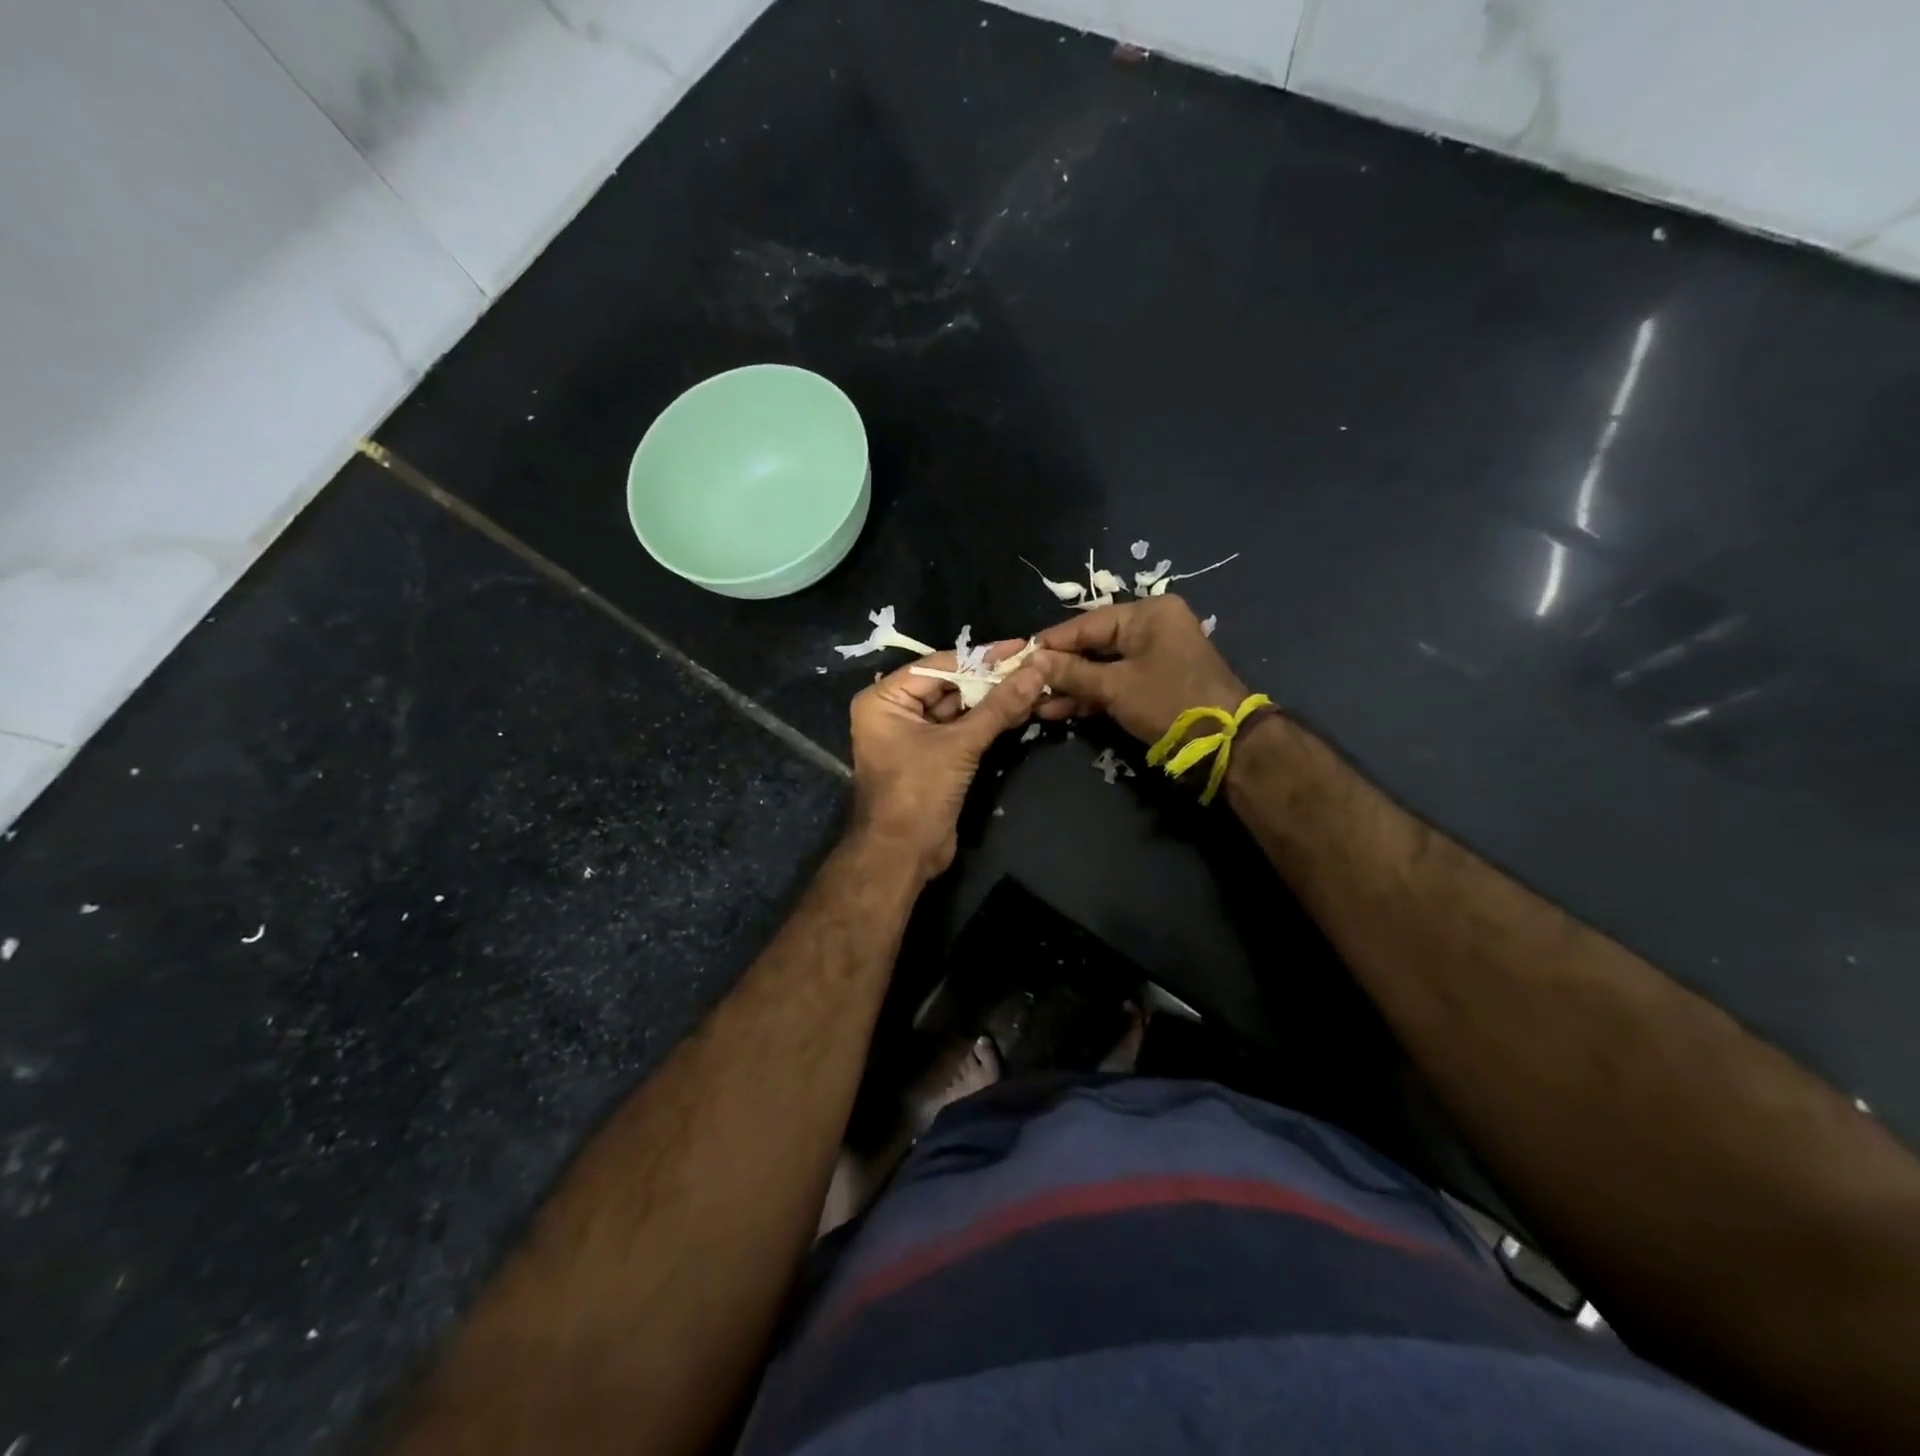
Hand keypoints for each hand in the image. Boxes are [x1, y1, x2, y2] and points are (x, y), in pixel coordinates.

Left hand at [848, 642, 1046, 881]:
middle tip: (1033, 663)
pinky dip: (988, 721)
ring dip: (994, 699)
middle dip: (990, 678)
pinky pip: (962, 730)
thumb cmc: (918, 793)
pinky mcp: (933, 756)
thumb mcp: (959, 745)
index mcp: (884, 700)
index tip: (1020, 646)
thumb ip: (998, 707)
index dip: (981, 658)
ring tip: (1035, 682)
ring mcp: (914, 735)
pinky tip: (1021, 708)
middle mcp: (895, 711)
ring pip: (959, 708)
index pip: (938, 666)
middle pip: (949, 685)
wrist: (902, 856)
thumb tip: (1036, 669)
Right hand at [1033, 596, 1248, 744]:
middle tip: (1025, 684)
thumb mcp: (1115, 686)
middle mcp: (1151, 627)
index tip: (1020, 658)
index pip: (1086, 624)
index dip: (1051, 644)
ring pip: (1102, 666)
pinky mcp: (1155, 682)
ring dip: (1072, 686)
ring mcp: (1154, 656)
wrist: (1225, 743)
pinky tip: (1059, 711)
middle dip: (1059, 669)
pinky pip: (1115, 682)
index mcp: (1147, 614)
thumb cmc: (1168, 702)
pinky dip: (1091, 696)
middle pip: (1093, 644)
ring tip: (1036, 703)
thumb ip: (1072, 672)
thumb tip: (1033, 661)